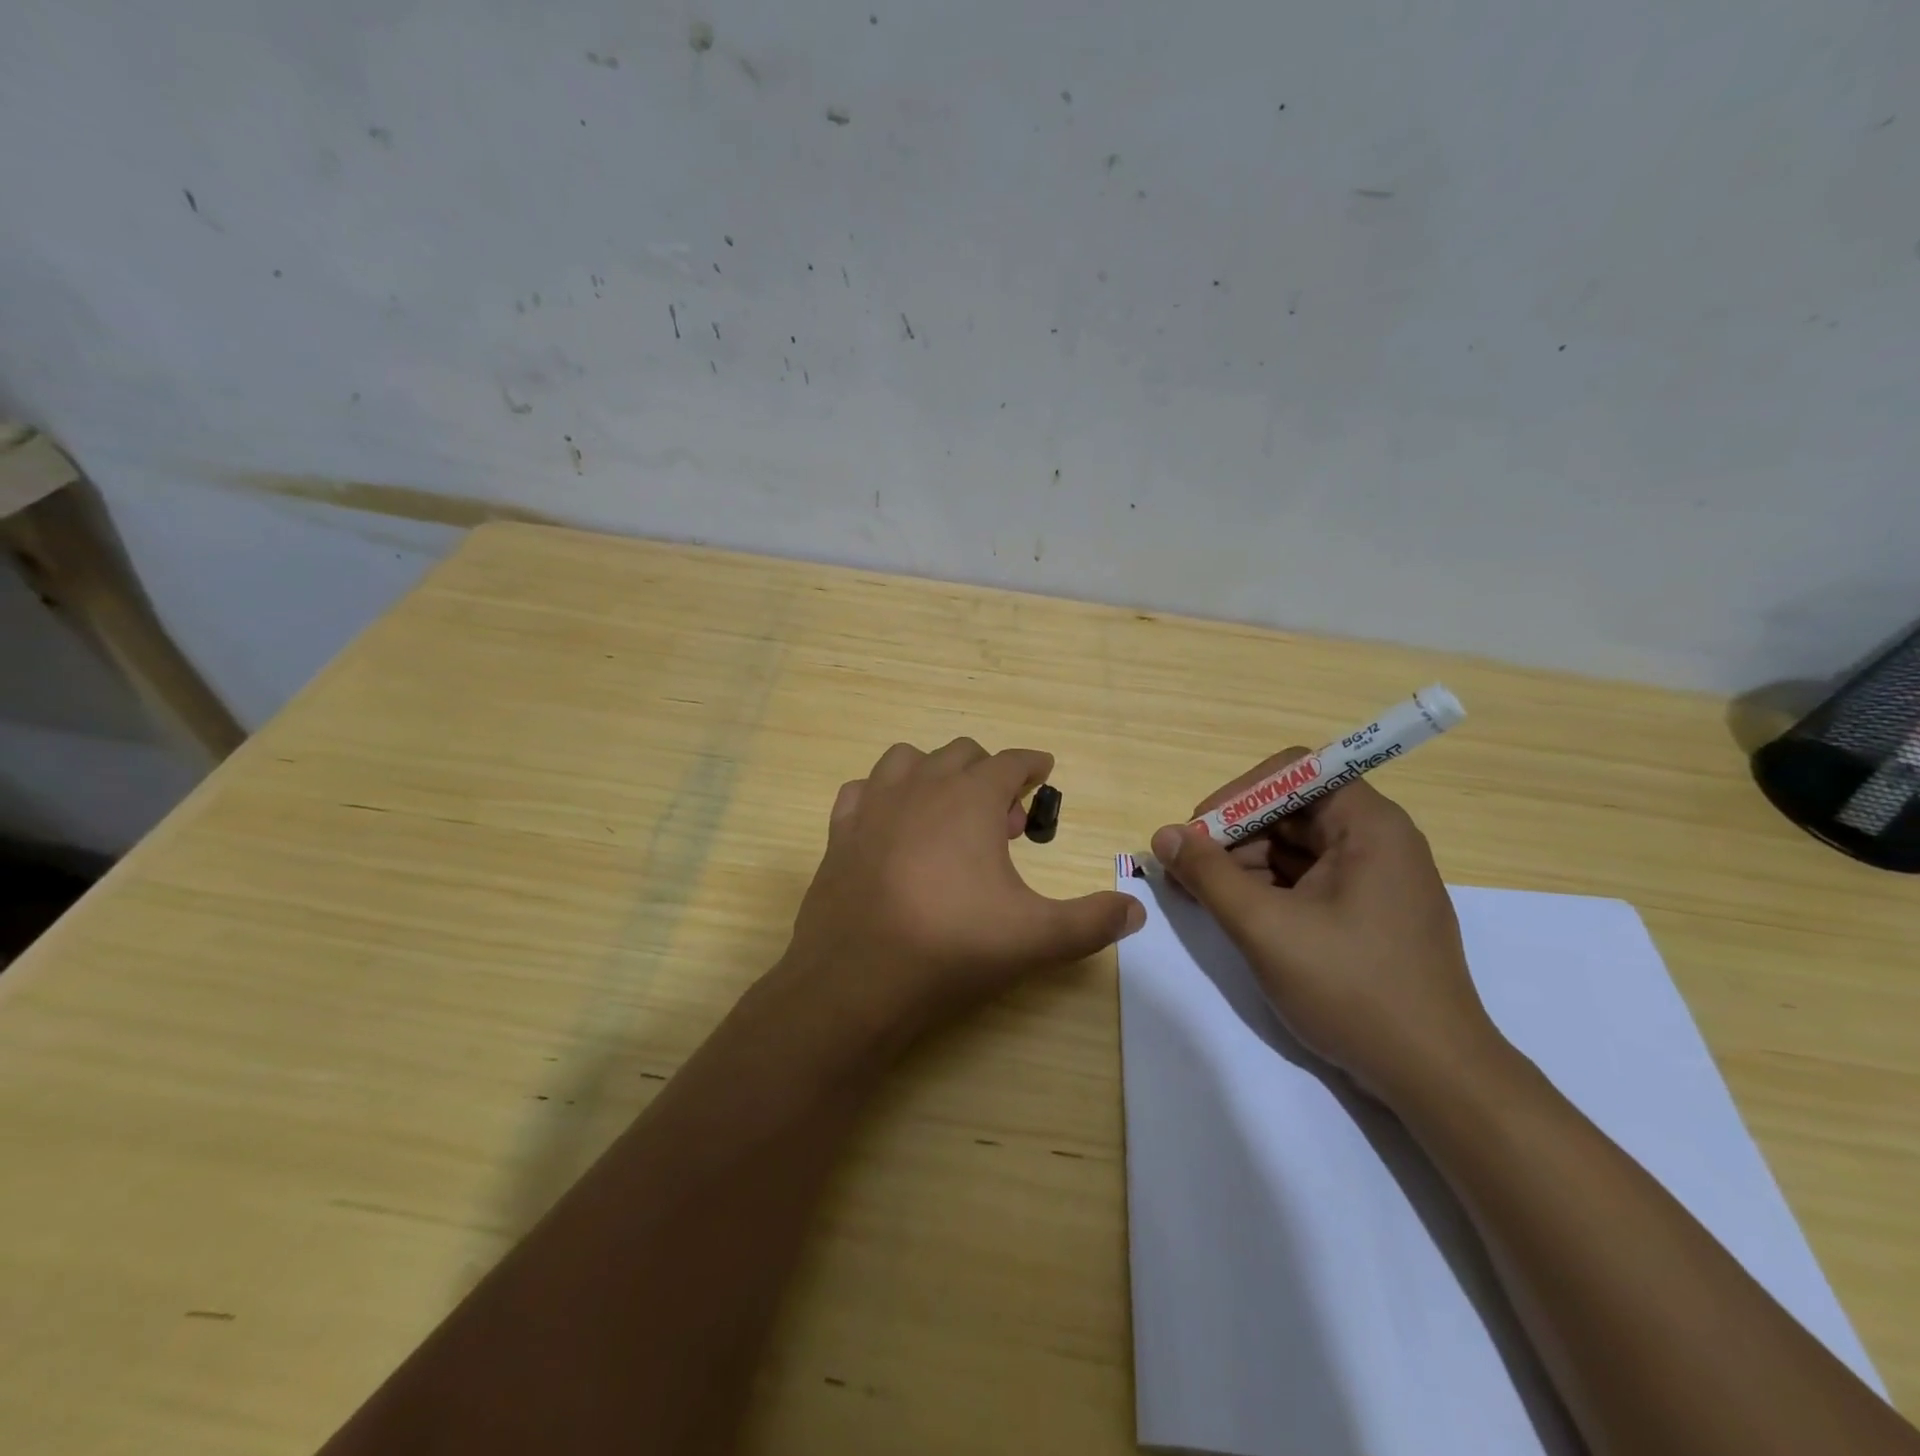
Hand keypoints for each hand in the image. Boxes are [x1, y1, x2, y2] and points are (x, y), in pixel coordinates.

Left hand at [781, 739, 1144, 1049]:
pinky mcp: (840, 831)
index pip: (1011, 762)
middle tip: (1004, 818)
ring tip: (948, 812)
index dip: (1032, 764)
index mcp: (970, 799)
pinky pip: (863, 790)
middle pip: (961, 753)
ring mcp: (874, 805)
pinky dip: (884, 796)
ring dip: (934, 773)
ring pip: (907, 759)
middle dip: (989, 774)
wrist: (855, 980)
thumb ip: (1091, 921)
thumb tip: (1135, 911)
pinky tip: (892, 826)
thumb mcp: (1035, 938)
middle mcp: (921, 787)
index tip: (1042, 770)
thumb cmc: (951, 947)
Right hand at [1150, 749, 1505, 1103]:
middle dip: (1234, 835)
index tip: (1199, 832)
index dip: (1238, 794)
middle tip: (1188, 871)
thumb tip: (1163, 835)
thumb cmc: (1351, 988)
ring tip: (1202, 897)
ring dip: (1244, 864)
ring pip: (1296, 847)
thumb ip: (1208, 875)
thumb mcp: (1265, 927)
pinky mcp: (1370, 912)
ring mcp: (1376, 878)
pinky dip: (1268, 889)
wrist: (1435, 1077)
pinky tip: (1235, 913)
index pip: (1293, 772)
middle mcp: (1378, 839)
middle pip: (1291, 809)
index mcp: (1368, 825)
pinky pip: (1308, 880)